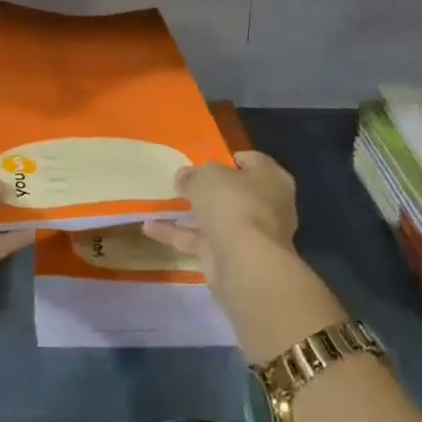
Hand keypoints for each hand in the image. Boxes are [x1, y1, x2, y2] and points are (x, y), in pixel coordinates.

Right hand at [141, 150, 297, 281]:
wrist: (244, 263)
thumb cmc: (233, 204)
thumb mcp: (207, 176)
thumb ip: (194, 175)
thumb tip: (184, 177)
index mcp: (271, 179)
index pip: (251, 161)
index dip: (227, 159)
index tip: (203, 159)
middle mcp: (266, 206)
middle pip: (234, 192)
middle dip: (209, 189)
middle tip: (182, 182)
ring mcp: (249, 235)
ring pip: (217, 218)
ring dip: (190, 213)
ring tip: (161, 203)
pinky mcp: (231, 258)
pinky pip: (200, 240)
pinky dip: (177, 234)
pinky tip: (149, 228)